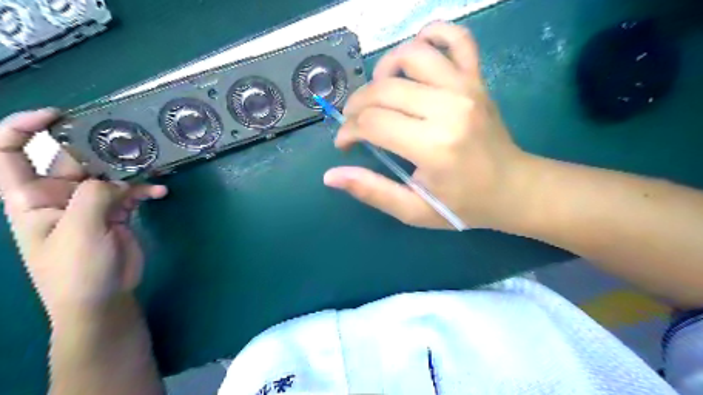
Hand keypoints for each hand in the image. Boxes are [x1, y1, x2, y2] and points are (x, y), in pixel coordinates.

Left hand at [0, 108, 165, 320]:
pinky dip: (145, 190)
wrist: (102, 299)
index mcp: (31, 198)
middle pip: (73, 159)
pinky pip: (130, 193)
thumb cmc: (76, 270)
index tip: (60, 116)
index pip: (10, 153)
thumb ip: (93, 197)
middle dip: (97, 148)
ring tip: (151, 165)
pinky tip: (160, 192)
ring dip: (129, 170)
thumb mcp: (79, 232)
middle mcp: (59, 196)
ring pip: (108, 174)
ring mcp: (90, 205)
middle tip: (127, 141)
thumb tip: (115, 180)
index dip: (24, 128)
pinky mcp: (116, 213)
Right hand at [323, 21, 532, 228]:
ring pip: (410, 55)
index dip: (348, 132)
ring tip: (379, 93)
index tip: (345, 144)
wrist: (513, 188)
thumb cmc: (462, 205)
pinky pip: (456, 38)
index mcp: (432, 146)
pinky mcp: (477, 79)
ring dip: (383, 71)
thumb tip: (330, 176)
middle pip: (383, 89)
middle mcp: (448, 108)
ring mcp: (465, 87)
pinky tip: (416, 55)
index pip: (372, 123)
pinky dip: (431, 35)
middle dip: (356, 106)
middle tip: (354, 123)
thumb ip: (372, 191)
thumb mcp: (414, 210)